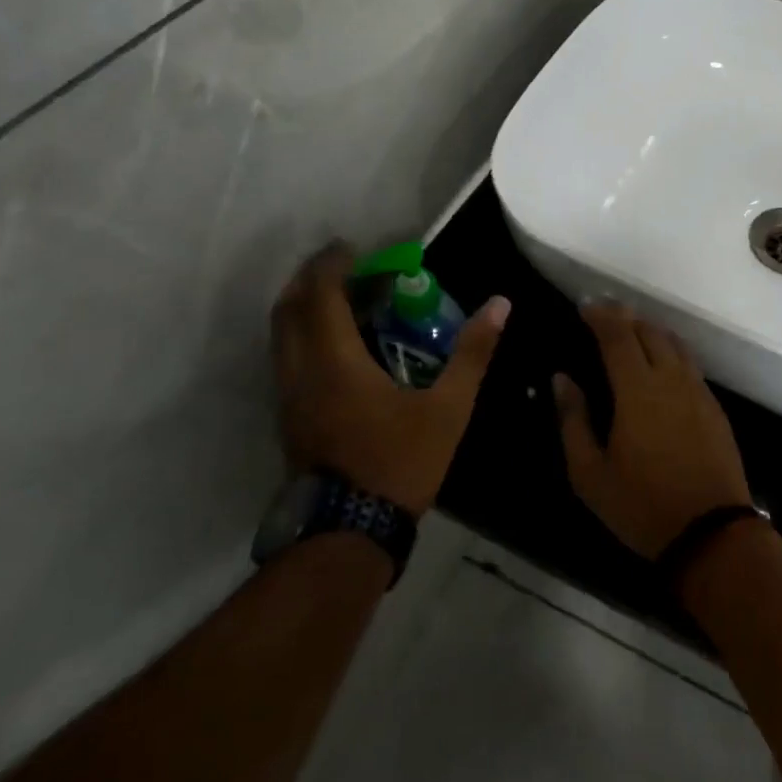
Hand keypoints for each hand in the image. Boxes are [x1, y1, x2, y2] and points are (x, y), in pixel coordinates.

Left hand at [270, 242, 508, 514]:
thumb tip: (500, 304)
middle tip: (343, 266)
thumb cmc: (399, 463)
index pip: (320, 296)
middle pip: (288, 309)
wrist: (348, 534)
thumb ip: (472, 353)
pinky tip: (335, 346)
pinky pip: (286, 359)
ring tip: (340, 300)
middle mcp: (301, 372)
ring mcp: (289, 398)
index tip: (352, 247)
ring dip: (303, 308)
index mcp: (335, 362)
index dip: (332, 264)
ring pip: (281, 336)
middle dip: (310, 279)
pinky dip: (303, 335)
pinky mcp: (289, 419)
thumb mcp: (448, 408)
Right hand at [555, 304, 753, 559]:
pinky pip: (689, 362)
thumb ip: (573, 420)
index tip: (584, 306)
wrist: (711, 532)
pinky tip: (660, 362)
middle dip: (624, 316)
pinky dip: (669, 349)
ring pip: (673, 342)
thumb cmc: (642, 505)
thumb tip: (562, 379)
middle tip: (603, 314)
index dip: (600, 315)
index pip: (618, 335)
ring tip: (630, 331)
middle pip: (648, 330)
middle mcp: (670, 378)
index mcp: (637, 389)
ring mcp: (697, 390)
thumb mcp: (590, 473)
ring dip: (649, 329)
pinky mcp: (713, 405)